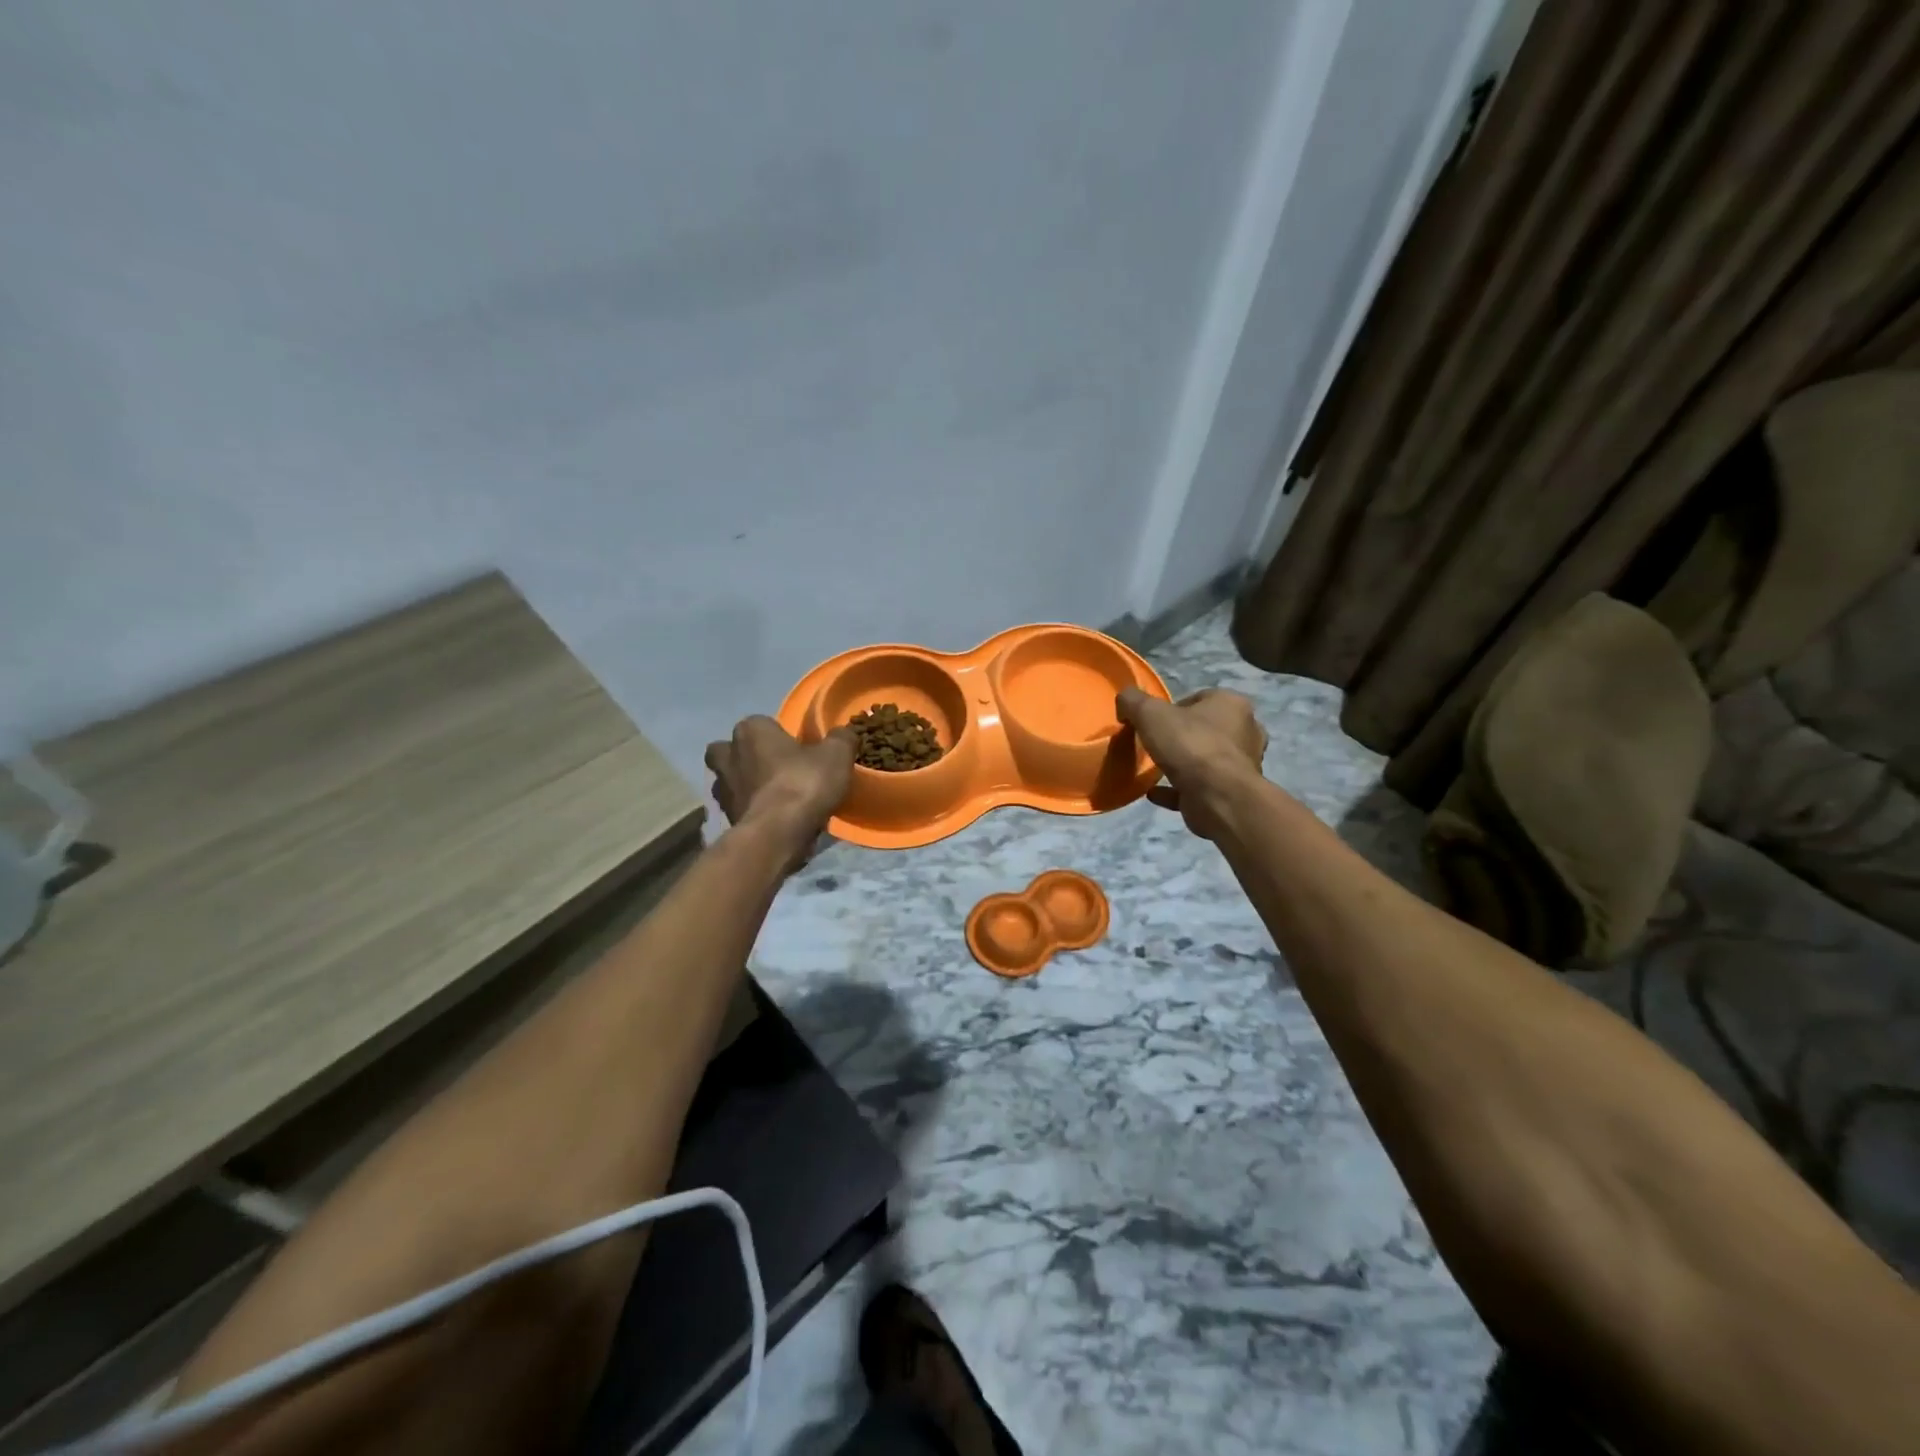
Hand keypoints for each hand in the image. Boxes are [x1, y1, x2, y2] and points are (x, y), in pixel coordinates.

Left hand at [704, 716, 855, 870]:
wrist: (777, 835)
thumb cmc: (803, 783)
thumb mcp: (837, 754)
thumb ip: (841, 739)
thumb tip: (843, 733)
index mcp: (750, 731)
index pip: (761, 724)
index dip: (779, 735)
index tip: (799, 749)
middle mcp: (728, 756)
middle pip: (732, 751)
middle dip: (747, 758)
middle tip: (775, 769)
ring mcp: (722, 790)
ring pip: (731, 781)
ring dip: (747, 787)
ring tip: (776, 798)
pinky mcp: (726, 819)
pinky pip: (740, 809)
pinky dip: (753, 812)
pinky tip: (775, 820)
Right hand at [1116, 687, 1266, 839]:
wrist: (1217, 797)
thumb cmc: (1189, 745)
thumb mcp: (1150, 713)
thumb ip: (1133, 701)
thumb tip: (1124, 702)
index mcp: (1232, 704)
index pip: (1201, 698)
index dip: (1174, 708)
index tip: (1153, 722)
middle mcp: (1245, 732)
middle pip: (1206, 729)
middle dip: (1182, 736)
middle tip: (1156, 744)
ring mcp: (1242, 765)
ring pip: (1205, 759)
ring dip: (1182, 763)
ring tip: (1155, 769)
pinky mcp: (1231, 793)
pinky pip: (1199, 787)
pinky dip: (1177, 790)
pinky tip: (1154, 793)